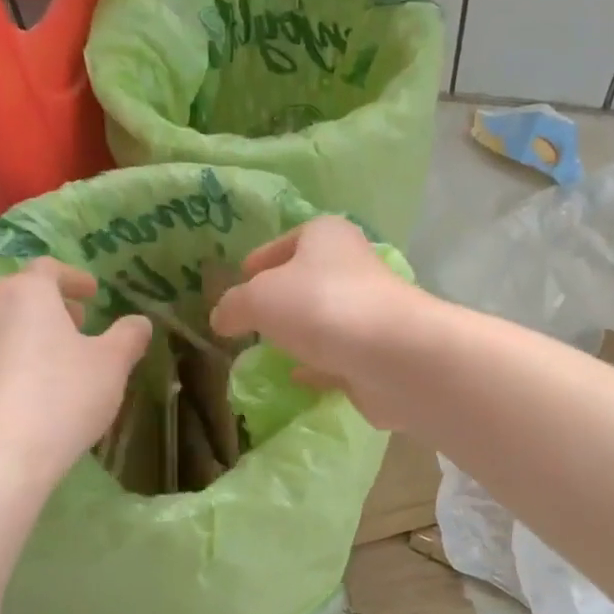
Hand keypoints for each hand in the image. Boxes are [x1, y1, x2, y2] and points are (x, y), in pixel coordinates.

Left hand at [0, 260, 150, 487]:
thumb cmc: (60, 399)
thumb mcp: (112, 366)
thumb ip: (129, 337)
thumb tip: (139, 322)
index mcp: (25, 295)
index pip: (48, 269)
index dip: (74, 278)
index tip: (93, 294)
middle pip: (21, 298)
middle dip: (52, 309)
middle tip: (79, 326)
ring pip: (1, 331)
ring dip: (29, 339)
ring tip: (56, 364)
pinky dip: (10, 368)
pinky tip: (29, 398)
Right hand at [209, 216, 426, 428]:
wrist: (393, 356)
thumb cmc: (321, 306)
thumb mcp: (258, 298)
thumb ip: (233, 305)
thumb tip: (220, 318)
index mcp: (326, 236)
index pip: (287, 240)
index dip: (261, 258)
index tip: (239, 277)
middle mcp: (353, 267)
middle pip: (308, 279)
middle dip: (279, 298)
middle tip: (248, 319)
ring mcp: (368, 312)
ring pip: (324, 319)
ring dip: (299, 333)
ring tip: (266, 350)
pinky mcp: (376, 353)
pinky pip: (338, 356)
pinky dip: (318, 364)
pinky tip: (296, 377)